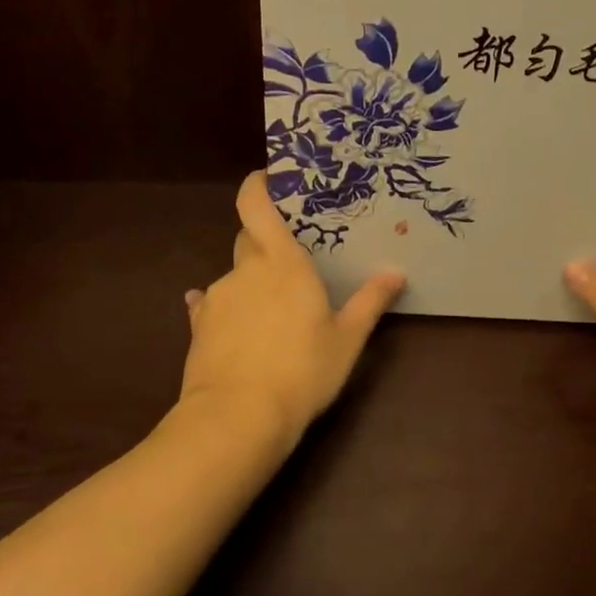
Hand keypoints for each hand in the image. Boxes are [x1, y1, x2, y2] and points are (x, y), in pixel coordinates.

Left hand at [180, 171, 405, 446]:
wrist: (237, 417)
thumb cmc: (303, 370)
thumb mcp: (347, 339)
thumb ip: (370, 302)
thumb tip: (396, 273)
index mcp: (282, 263)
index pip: (256, 206)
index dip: (257, 186)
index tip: (268, 179)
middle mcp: (245, 270)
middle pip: (248, 238)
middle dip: (265, 239)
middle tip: (292, 258)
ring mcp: (218, 297)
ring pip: (234, 275)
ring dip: (251, 282)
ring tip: (273, 311)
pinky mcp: (199, 327)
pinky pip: (212, 305)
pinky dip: (225, 308)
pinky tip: (236, 328)